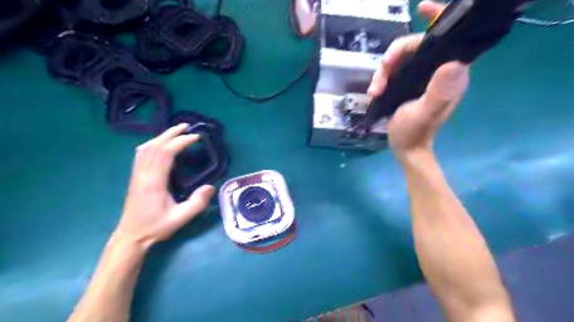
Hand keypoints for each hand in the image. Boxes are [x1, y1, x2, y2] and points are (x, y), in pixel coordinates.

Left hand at [115, 123, 216, 248]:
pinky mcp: (136, 177)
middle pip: (154, 146)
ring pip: (146, 148)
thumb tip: (211, 186)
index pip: (165, 153)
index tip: (196, 138)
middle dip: (171, 133)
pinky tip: (161, 145)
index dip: (180, 142)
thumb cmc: (156, 227)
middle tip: (187, 126)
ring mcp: (137, 174)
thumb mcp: (180, 219)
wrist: (131, 236)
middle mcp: (143, 174)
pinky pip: (142, 154)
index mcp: (154, 182)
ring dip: (161, 136)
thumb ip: (197, 203)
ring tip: (176, 132)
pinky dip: (153, 144)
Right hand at [368, 0, 470, 160]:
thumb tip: (454, 63)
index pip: (448, 38)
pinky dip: (381, 78)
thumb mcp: (424, 113)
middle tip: (380, 75)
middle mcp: (437, 70)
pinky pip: (393, 70)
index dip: (436, 19)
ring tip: (374, 91)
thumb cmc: (415, 133)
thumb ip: (438, 92)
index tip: (421, 7)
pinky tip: (374, 92)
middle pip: (414, 47)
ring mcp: (421, 77)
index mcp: (449, 74)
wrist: (405, 148)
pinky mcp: (409, 83)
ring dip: (383, 72)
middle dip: (393, 57)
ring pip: (399, 59)